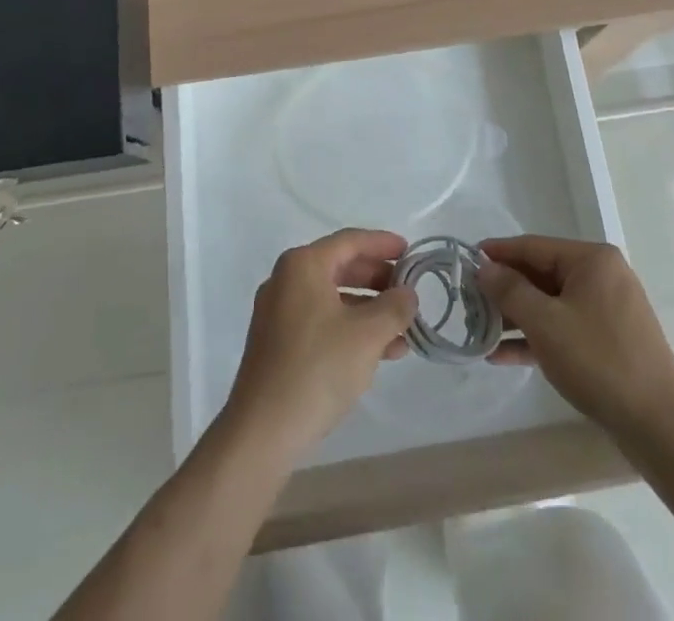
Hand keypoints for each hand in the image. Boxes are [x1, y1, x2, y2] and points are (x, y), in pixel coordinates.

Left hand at [221, 229, 418, 460]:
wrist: (263, 432)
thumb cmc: (318, 368)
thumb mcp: (367, 335)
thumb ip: (394, 307)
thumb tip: (408, 294)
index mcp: (303, 265)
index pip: (350, 241)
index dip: (383, 244)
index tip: (410, 252)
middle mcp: (286, 280)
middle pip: (340, 267)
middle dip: (378, 280)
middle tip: (408, 291)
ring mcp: (278, 313)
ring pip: (333, 298)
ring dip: (368, 310)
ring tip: (403, 331)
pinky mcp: (277, 344)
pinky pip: (321, 321)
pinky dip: (349, 329)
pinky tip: (379, 353)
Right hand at [478, 235, 673, 442]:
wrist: (658, 426)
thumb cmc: (598, 362)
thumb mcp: (546, 323)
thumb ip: (510, 290)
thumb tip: (484, 267)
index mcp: (592, 260)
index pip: (533, 246)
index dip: (497, 253)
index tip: (465, 260)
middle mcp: (602, 276)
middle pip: (542, 274)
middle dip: (505, 289)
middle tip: (468, 300)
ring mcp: (608, 309)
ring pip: (551, 303)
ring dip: (516, 316)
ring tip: (479, 329)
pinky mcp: (609, 340)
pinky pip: (564, 327)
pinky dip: (537, 337)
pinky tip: (504, 355)